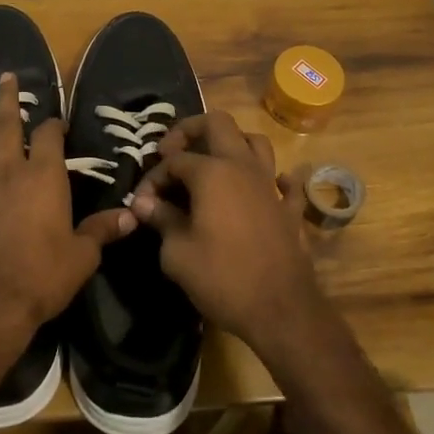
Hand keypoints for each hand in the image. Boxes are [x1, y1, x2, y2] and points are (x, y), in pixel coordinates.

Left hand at [0, 73, 134, 373]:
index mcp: (46, 178)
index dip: (55, 124)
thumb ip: (102, 231)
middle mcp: (12, 171)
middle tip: (5, 76)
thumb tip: (132, 217)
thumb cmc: (43, 276)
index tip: (58, 121)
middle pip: (11, 127)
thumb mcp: (82, 255)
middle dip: (10, 101)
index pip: (51, 137)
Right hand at [129, 112, 325, 357]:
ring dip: (232, 143)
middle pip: (218, 123)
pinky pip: (287, 182)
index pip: (174, 160)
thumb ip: (161, 220)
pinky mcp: (290, 208)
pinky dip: (275, 179)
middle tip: (172, 152)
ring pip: (255, 142)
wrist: (281, 309)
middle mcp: (243, 166)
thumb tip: (145, 203)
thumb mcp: (177, 253)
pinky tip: (264, 187)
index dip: (154, 177)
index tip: (143, 203)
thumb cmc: (222, 278)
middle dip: (190, 130)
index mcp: (212, 172)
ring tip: (213, 162)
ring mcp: (270, 185)